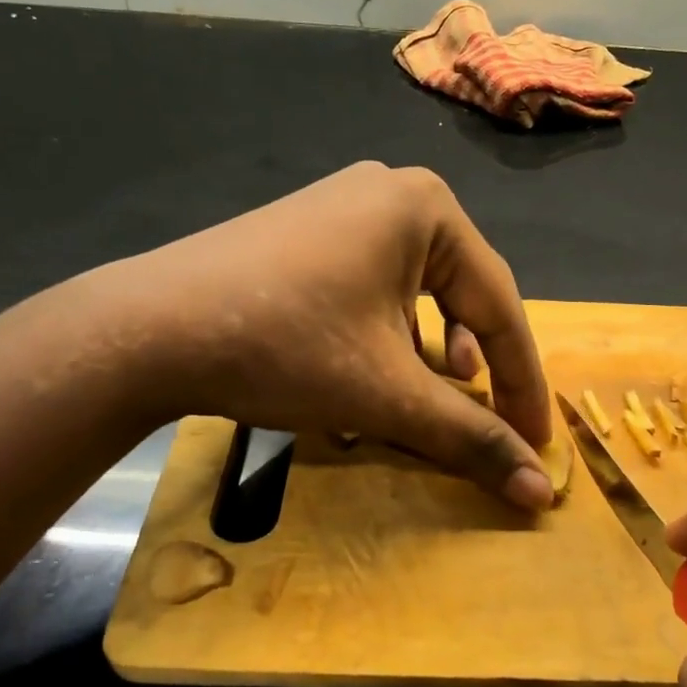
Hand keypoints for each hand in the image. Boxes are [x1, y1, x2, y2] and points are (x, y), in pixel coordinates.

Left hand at [103, 162, 555, 507]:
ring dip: (431, 352)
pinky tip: (371, 371)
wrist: (145, 330)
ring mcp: (341, 206)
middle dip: (477, 363)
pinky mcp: (304, 231)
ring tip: (433, 393)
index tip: (537, 442)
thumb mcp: (390, 395)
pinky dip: (386, 333)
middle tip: (487, 415)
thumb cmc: (286, 347)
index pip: (501, 304)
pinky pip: (372, 285)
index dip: (522, 382)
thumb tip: (542, 492)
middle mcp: (390, 193)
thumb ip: (472, 437)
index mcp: (428, 209)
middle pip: (461, 293)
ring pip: (415, 291)